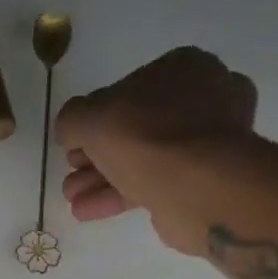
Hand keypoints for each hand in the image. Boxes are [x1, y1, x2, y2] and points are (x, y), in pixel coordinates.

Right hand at [54, 47, 260, 256]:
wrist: (198, 186)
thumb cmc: (146, 136)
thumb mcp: (91, 117)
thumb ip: (72, 119)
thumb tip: (70, 130)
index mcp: (183, 68)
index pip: (127, 89)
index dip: (94, 117)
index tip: (73, 143)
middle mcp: (203, 98)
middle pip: (135, 127)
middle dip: (96, 154)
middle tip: (71, 172)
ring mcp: (207, 142)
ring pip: (143, 158)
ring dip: (101, 178)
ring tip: (71, 197)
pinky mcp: (204, 180)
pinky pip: (154, 183)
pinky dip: (119, 195)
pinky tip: (86, 210)